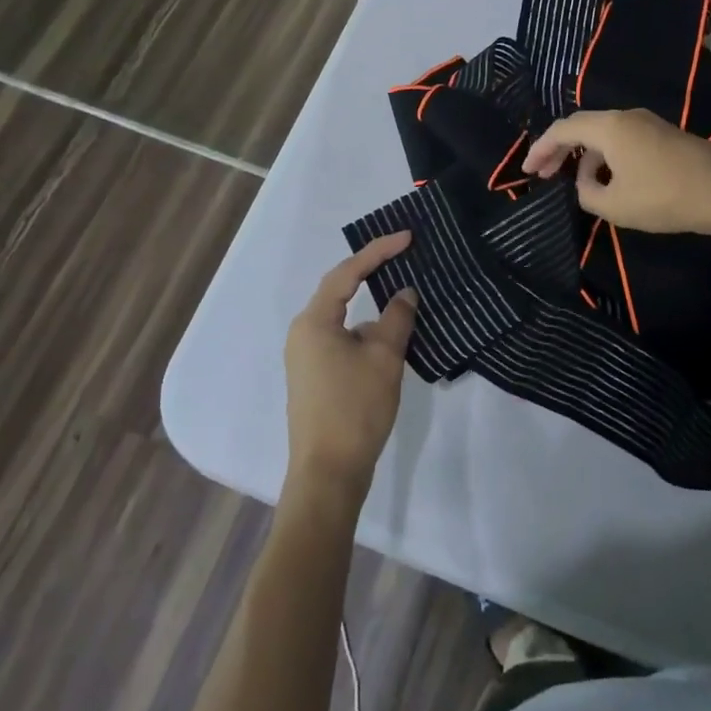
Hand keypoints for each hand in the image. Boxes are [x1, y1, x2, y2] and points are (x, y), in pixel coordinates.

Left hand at [284, 232, 418, 499]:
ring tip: (403, 296)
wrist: (328, 474)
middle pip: (340, 290)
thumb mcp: (384, 358)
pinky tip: (388, 338)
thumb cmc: (355, 409)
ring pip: (342, 318)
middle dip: (372, 272)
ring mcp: (305, 356)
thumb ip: (396, 318)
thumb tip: (404, 293)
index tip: (408, 237)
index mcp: (314, 321)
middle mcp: (303, 332)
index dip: (378, 250)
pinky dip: (364, 331)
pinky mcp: (313, 377)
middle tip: (404, 255)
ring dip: (370, 306)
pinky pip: (340, 338)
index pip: (347, 272)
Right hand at [523, 109, 710, 235]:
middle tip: (543, 173)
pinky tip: (610, 180)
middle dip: (559, 149)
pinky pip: (624, 139)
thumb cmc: (663, 197)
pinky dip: (607, 155)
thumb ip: (587, 194)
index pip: (563, 130)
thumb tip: (585, 184)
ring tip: (579, 183)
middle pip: (582, 126)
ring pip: (605, 133)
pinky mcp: (665, 135)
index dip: (540, 149)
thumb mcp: (614, 205)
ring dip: (585, 155)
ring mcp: (649, 123)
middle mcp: (626, 117)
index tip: (527, 170)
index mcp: (609, 127)